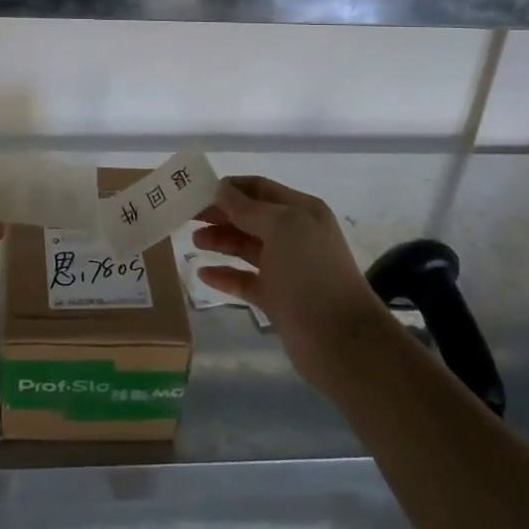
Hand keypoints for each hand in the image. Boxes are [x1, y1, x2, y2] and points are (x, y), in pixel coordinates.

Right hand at [192, 175, 392, 396]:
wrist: (341, 341)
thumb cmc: (311, 273)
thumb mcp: (281, 228)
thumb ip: (248, 208)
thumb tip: (222, 189)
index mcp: (301, 211)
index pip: (260, 188)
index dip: (230, 187)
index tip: (197, 190)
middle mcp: (294, 235)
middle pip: (250, 216)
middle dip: (220, 213)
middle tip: (187, 216)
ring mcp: (286, 268)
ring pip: (246, 247)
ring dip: (220, 241)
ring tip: (194, 242)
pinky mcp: (277, 298)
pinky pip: (245, 280)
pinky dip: (225, 275)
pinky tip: (204, 274)